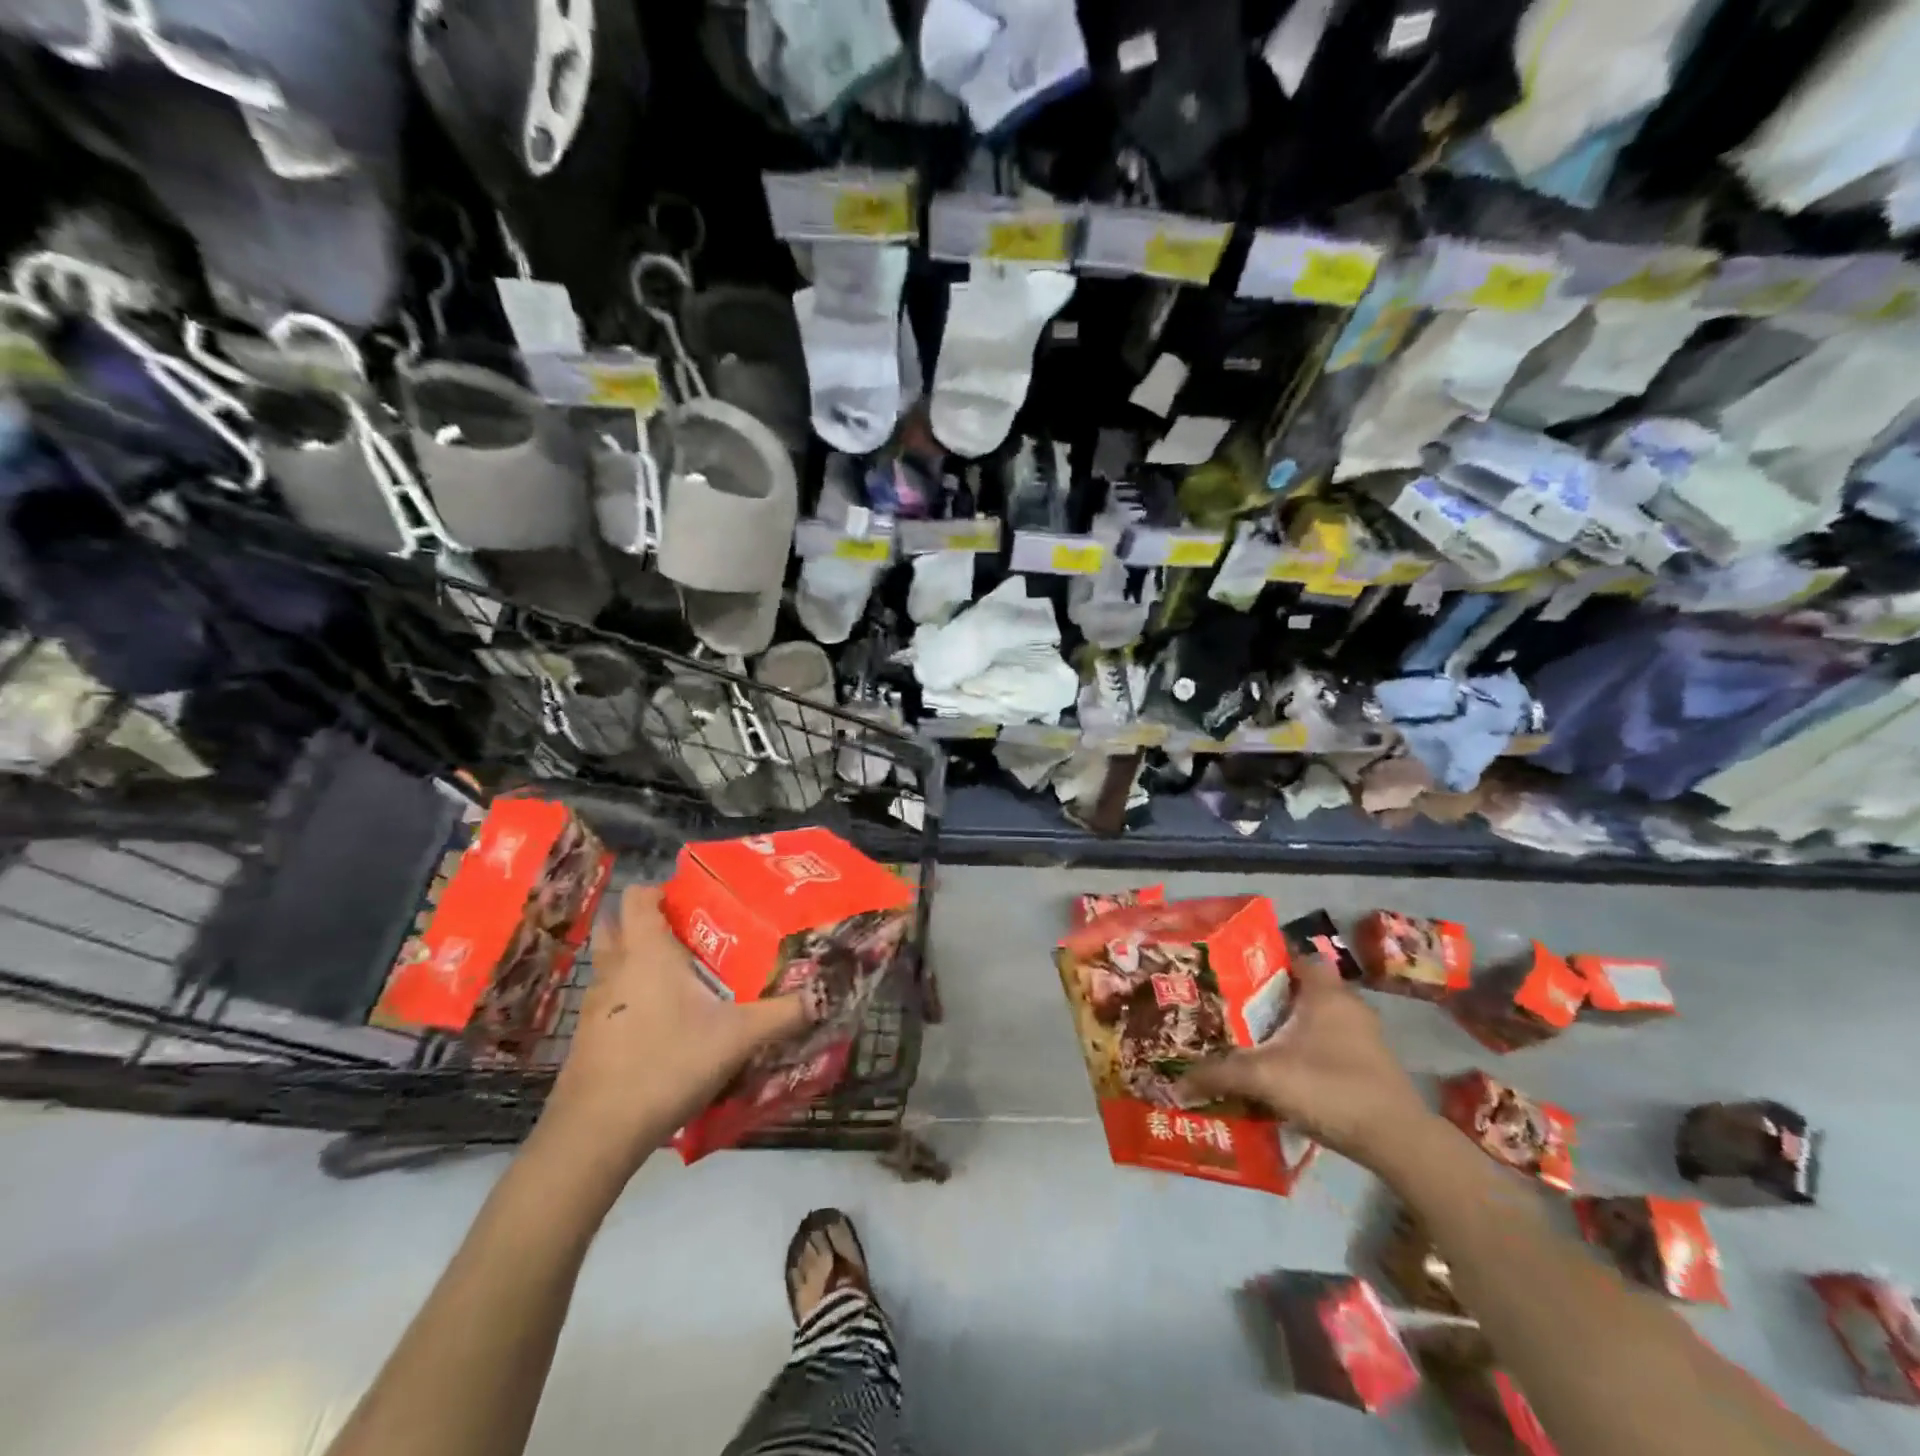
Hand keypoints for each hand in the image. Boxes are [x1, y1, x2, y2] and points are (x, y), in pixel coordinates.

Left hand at [537, 883, 807, 1173]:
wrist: (596, 1132)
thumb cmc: (667, 1063)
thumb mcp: (738, 1037)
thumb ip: (783, 1013)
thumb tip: (824, 995)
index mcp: (646, 951)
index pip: (639, 896)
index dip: (662, 890)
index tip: (695, 902)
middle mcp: (614, 968)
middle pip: (616, 924)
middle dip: (646, 922)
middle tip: (688, 935)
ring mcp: (594, 1005)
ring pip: (611, 964)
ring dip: (636, 961)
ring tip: (680, 978)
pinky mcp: (587, 1038)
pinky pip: (610, 1001)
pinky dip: (630, 999)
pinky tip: (661, 1024)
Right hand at [1180, 953, 1434, 1169]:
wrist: (1398, 1141)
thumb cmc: (1330, 1087)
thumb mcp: (1265, 1078)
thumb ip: (1219, 1075)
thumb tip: (1175, 1083)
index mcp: (1326, 992)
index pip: (1295, 956)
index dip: (1266, 959)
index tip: (1235, 970)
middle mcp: (1348, 1006)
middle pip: (1303, 988)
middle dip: (1272, 997)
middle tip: (1235, 1007)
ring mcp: (1365, 1037)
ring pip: (1318, 1019)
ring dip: (1291, 1027)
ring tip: (1254, 1040)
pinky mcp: (1372, 1066)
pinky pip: (1331, 1045)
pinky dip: (1308, 1051)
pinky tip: (1284, 1071)